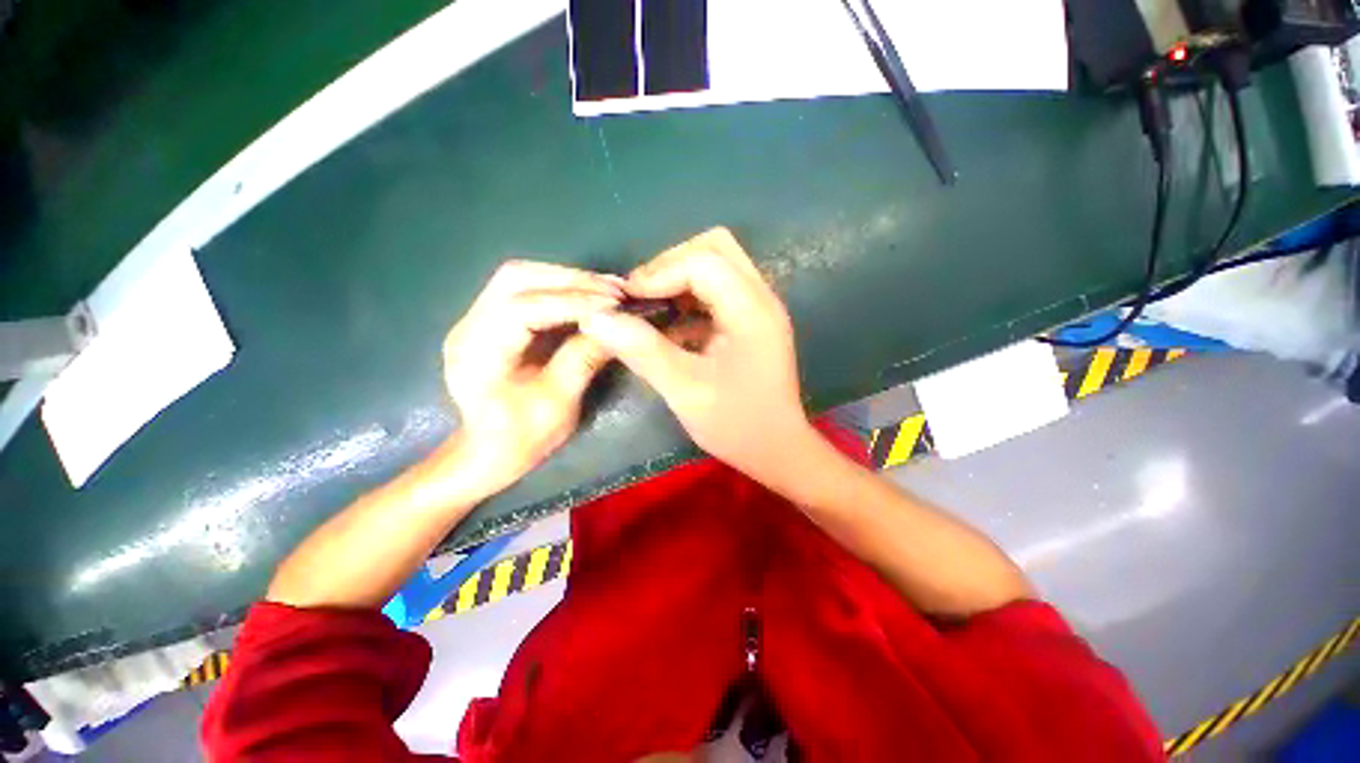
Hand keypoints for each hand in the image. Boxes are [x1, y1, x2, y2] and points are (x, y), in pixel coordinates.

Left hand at [441, 261, 621, 495]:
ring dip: (567, 279)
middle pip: (517, 279)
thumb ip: (583, 360)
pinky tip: (588, 295)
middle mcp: (468, 326)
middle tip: (615, 290)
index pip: (522, 308)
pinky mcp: (490, 320)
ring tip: (607, 290)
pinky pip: (525, 290)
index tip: (614, 304)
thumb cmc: (521, 438)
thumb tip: (616, 324)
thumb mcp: (558, 404)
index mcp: (478, 353)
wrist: (488, 452)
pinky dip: (560, 288)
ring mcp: (476, 319)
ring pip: (521, 277)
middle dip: (571, 280)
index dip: (571, 302)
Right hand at [581, 227, 813, 483]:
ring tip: (651, 309)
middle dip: (670, 265)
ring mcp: (758, 307)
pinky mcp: (751, 320)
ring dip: (679, 279)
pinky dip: (689, 298)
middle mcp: (761, 297)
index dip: (659, 272)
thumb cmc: (736, 425)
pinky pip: (717, 290)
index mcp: (751, 310)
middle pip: (714, 248)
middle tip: (642, 297)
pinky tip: (672, 326)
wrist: (776, 450)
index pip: (703, 261)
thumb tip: (595, 319)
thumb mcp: (684, 390)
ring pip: (716, 264)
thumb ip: (642, 350)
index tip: (627, 300)